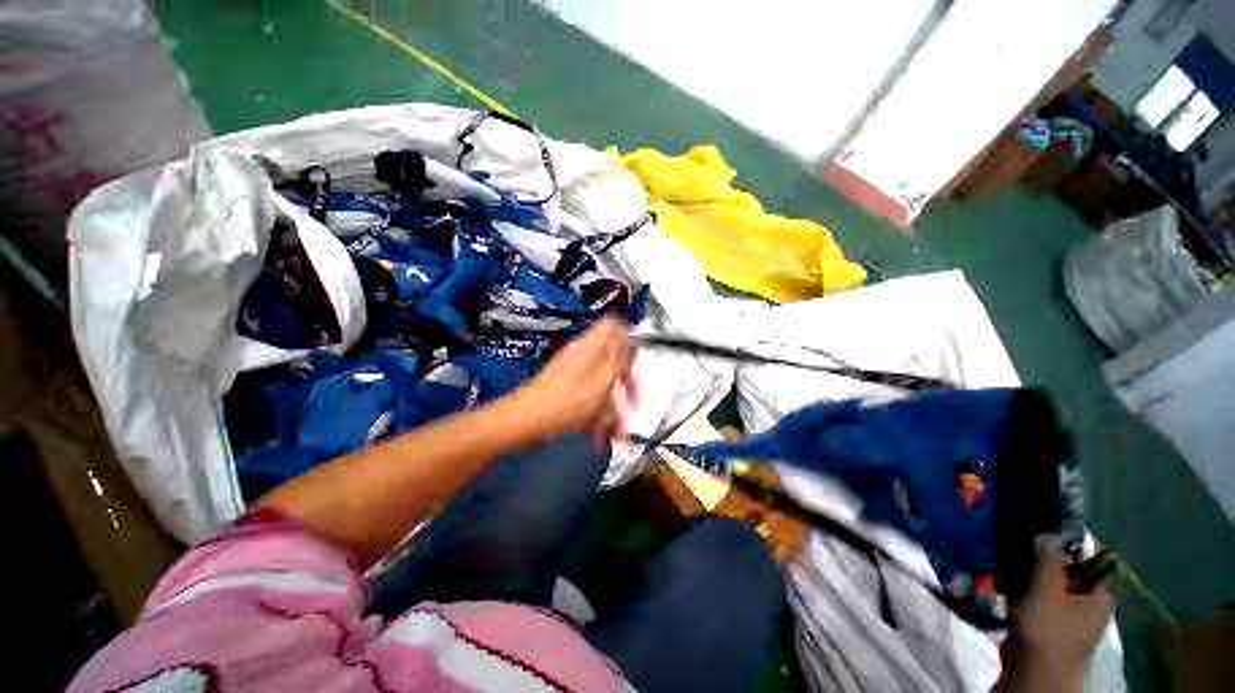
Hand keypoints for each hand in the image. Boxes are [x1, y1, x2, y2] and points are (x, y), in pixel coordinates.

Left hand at [509, 318, 637, 446]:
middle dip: (625, 383)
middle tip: (634, 403)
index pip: (612, 326)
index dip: (628, 338)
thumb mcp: (601, 382)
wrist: (525, 421)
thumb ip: (618, 360)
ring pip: (602, 383)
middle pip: (611, 359)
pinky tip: (600, 435)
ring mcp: (572, 372)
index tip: (636, 361)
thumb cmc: (568, 402)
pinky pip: (589, 397)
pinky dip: (597, 413)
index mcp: (591, 347)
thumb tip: (629, 335)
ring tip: (618, 432)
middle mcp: (582, 355)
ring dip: (613, 406)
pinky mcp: (565, 389)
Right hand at [1005, 537, 1112, 690]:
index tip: (1037, 541)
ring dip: (1030, 582)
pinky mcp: (1052, 631)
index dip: (1064, 548)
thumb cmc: (1048, 630)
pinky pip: (1041, 605)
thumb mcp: (1046, 589)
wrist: (1035, 675)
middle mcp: (1092, 606)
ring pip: (1051, 590)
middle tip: (1018, 558)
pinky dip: (1026, 598)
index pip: (1088, 561)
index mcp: (1100, 595)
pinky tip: (1009, 596)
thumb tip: (1049, 533)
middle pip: (1067, 576)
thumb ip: (1049, 560)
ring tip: (1009, 576)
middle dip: (1042, 566)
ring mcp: (1072, 621)